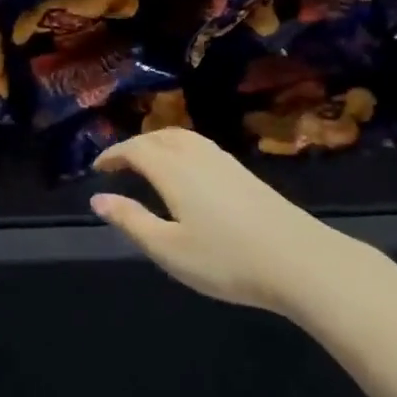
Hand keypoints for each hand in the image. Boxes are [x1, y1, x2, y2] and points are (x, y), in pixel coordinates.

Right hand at [90, 128, 350, 314]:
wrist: (298, 259)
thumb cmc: (226, 259)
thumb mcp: (168, 248)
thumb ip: (131, 221)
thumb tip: (98, 199)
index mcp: (173, 170)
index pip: (136, 149)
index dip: (113, 154)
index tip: (98, 167)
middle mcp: (197, 156)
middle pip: (159, 137)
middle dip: (134, 145)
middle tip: (118, 164)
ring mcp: (224, 161)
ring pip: (183, 137)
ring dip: (158, 142)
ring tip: (147, 162)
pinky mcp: (244, 172)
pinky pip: (201, 145)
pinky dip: (180, 148)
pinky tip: (186, 170)